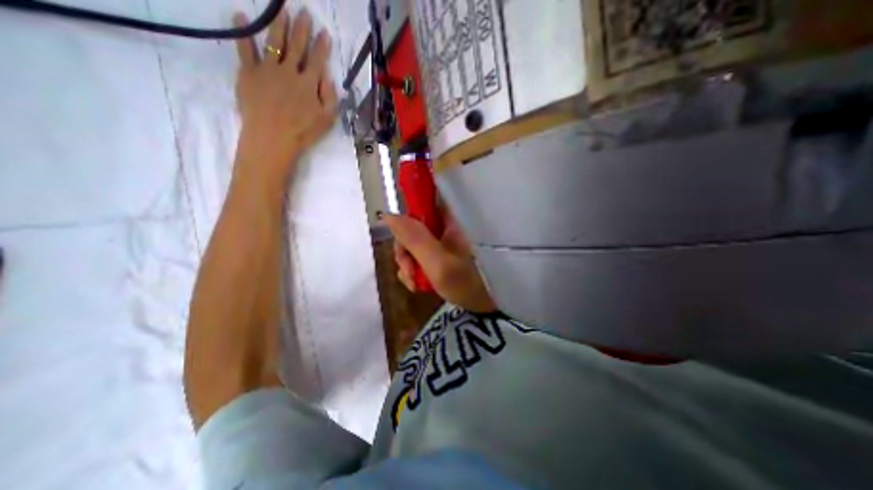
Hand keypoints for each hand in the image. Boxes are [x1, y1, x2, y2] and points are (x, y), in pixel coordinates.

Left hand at [234, 6, 337, 180]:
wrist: (272, 137)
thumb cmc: (303, 131)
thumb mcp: (327, 119)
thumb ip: (330, 97)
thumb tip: (328, 77)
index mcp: (309, 83)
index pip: (317, 59)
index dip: (321, 45)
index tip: (324, 32)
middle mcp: (289, 71)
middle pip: (297, 45)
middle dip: (301, 27)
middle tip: (304, 11)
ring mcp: (268, 69)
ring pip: (273, 41)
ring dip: (277, 23)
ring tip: (280, 8)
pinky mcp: (248, 72)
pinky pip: (245, 49)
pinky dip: (242, 32)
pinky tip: (239, 16)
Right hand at [384, 206, 496, 313]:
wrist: (495, 304)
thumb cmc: (472, 284)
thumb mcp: (439, 264)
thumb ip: (413, 239)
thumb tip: (388, 216)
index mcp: (452, 217)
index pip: (421, 202)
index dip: (406, 219)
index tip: (402, 244)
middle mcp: (448, 224)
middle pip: (414, 226)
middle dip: (405, 250)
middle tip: (409, 273)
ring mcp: (446, 238)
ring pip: (415, 242)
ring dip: (409, 263)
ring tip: (415, 283)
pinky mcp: (445, 251)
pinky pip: (422, 253)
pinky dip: (416, 269)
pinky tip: (418, 284)